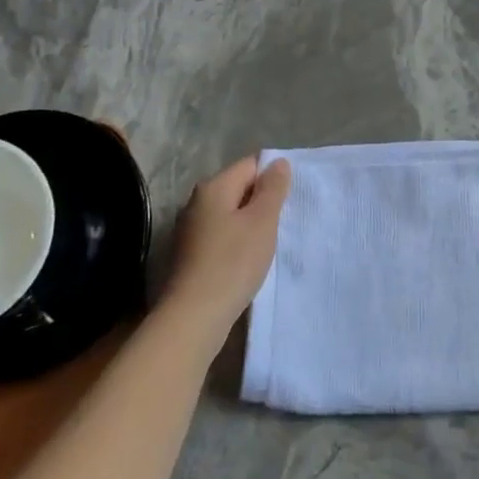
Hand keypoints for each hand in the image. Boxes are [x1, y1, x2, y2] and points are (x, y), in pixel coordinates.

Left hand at [160, 156, 291, 339]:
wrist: (194, 316)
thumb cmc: (233, 262)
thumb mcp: (262, 221)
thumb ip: (273, 189)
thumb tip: (278, 162)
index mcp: (213, 187)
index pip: (250, 165)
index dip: (273, 178)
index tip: (289, 201)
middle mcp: (197, 202)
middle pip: (238, 188)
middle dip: (262, 201)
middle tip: (283, 222)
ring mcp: (190, 229)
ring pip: (230, 214)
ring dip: (250, 224)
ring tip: (268, 243)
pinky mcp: (189, 254)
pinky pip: (221, 236)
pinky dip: (237, 242)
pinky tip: (248, 260)